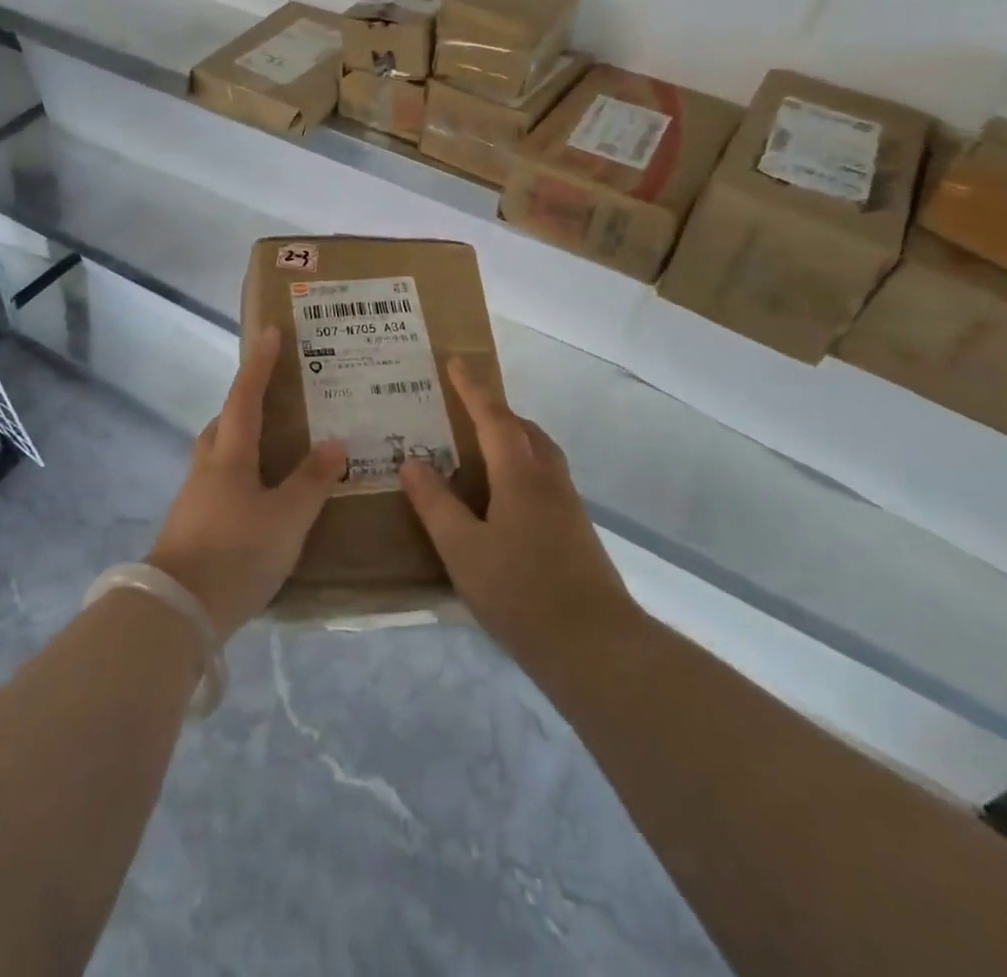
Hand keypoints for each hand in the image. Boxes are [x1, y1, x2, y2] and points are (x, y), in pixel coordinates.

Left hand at [145, 325, 346, 641]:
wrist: (176, 611)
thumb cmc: (236, 553)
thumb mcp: (287, 518)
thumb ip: (311, 481)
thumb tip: (335, 442)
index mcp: (230, 455)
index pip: (245, 397)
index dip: (259, 363)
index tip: (269, 331)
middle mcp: (207, 468)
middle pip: (223, 423)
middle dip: (245, 403)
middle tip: (274, 398)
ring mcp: (194, 498)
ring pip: (218, 455)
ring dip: (240, 441)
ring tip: (273, 450)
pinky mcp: (191, 526)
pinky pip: (218, 484)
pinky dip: (239, 476)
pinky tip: (258, 499)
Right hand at [400, 360, 641, 681]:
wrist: (595, 646)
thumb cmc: (521, 592)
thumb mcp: (463, 549)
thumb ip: (435, 503)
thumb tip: (412, 461)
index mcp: (520, 474)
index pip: (493, 416)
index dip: (472, 388)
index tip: (456, 360)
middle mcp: (548, 478)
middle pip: (523, 429)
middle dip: (494, 411)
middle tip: (462, 409)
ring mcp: (567, 504)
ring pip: (538, 453)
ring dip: (511, 438)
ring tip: (478, 449)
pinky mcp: (575, 529)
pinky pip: (544, 477)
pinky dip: (520, 466)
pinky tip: (501, 499)